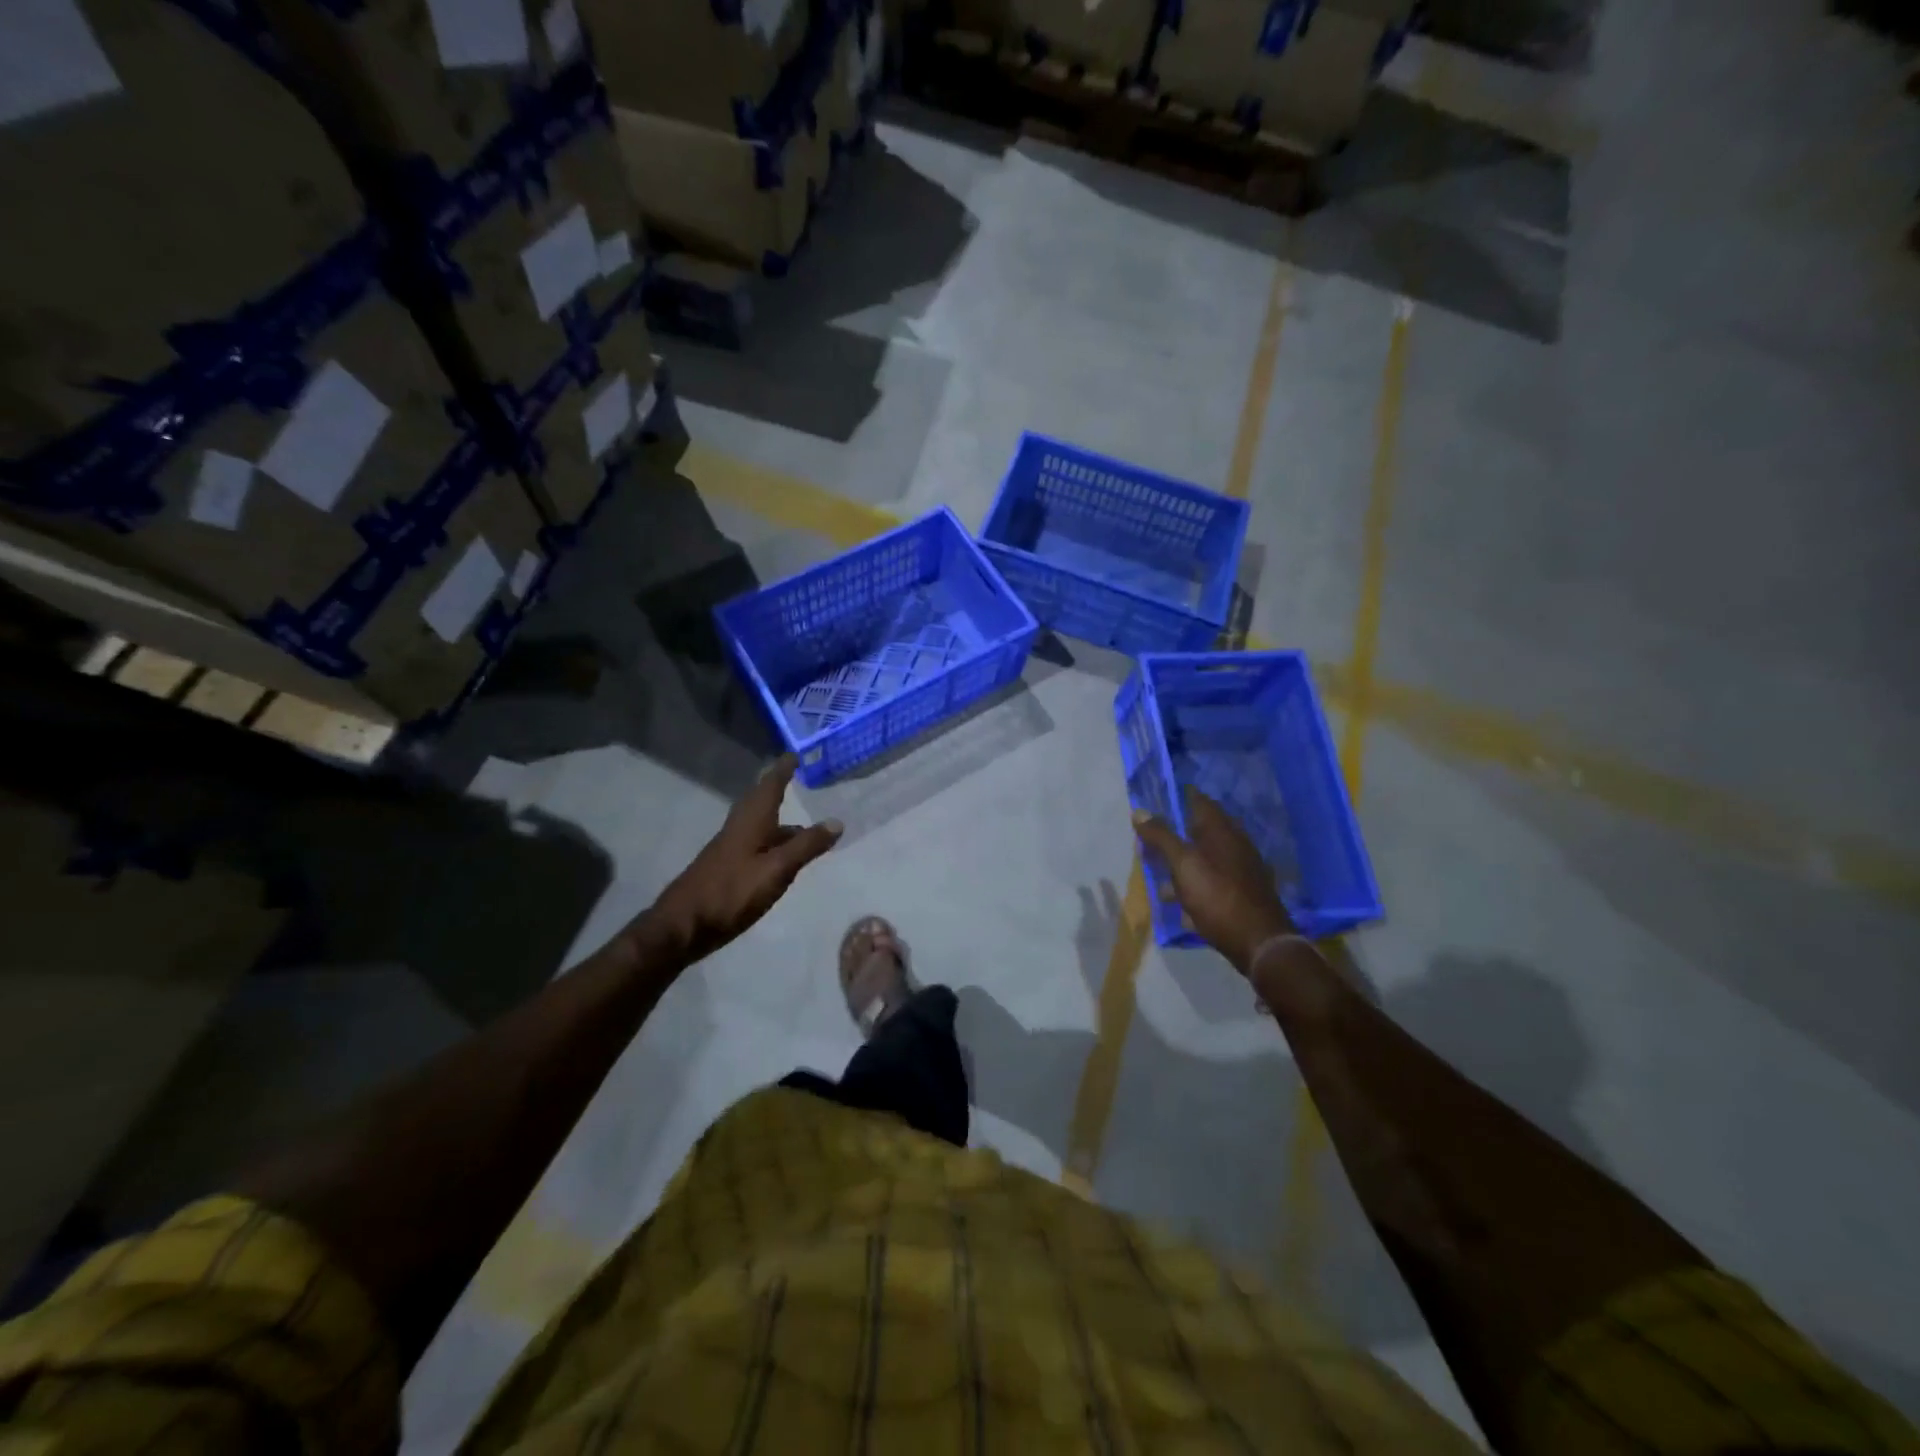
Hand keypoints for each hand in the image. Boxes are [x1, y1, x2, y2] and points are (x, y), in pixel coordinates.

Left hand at [647, 755, 842, 961]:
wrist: (682, 926)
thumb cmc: (731, 892)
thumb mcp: (776, 869)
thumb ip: (806, 846)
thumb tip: (836, 821)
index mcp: (750, 822)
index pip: (769, 786)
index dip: (782, 770)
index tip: (794, 754)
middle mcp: (738, 829)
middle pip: (760, 803)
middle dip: (777, 790)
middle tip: (796, 780)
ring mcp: (729, 851)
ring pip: (758, 826)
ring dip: (778, 821)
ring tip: (803, 827)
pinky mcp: (726, 871)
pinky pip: (754, 846)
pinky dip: (771, 843)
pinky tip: (781, 859)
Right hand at [1132, 789, 1295, 973]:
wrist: (1259, 943)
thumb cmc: (1217, 896)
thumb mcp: (1183, 865)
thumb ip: (1161, 837)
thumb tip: (1139, 811)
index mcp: (1221, 831)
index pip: (1199, 800)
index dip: (1178, 797)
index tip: (1157, 799)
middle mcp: (1235, 844)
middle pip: (1200, 831)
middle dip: (1175, 836)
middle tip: (1150, 844)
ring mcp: (1242, 869)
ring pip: (1205, 859)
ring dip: (1183, 866)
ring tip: (1162, 882)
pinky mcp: (1243, 893)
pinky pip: (1213, 882)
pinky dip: (1196, 887)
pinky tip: (1184, 907)